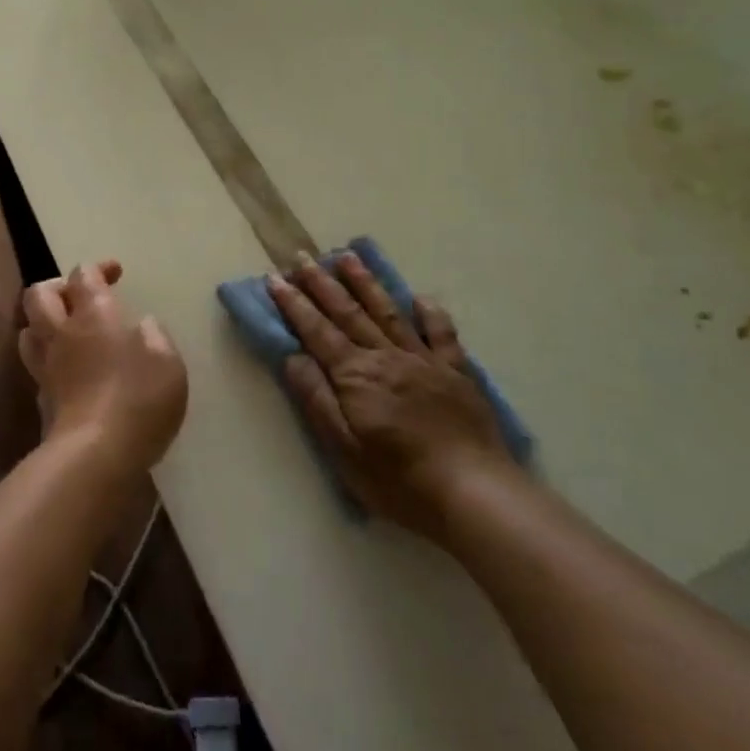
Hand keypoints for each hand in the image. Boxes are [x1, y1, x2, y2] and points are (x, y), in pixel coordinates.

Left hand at [19, 260, 187, 477]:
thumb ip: (154, 336)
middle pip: (39, 295)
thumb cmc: (138, 398)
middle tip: (81, 296)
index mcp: (93, 315)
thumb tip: (140, 326)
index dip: (97, 268)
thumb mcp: (167, 361)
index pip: (83, 275)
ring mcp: (46, 368)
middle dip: (58, 287)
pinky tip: (70, 373)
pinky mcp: (42, 401)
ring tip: (67, 331)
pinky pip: (37, 368)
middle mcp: (62, 334)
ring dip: (44, 323)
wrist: (95, 456)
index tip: (116, 273)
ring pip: (28, 331)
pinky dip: (49, 361)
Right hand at [268, 252, 508, 542]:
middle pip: (348, 313)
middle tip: (303, 256)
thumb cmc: (399, 480)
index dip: (293, 304)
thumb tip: (292, 357)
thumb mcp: (344, 450)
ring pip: (388, 312)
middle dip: (322, 283)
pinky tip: (420, 298)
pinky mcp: (456, 373)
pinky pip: (442, 335)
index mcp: (355, 375)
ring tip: (348, 256)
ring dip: (365, 283)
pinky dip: (431, 314)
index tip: (274, 278)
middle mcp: (386, 357)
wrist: (475, 494)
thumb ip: (317, 399)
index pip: (316, 331)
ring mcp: (423, 360)